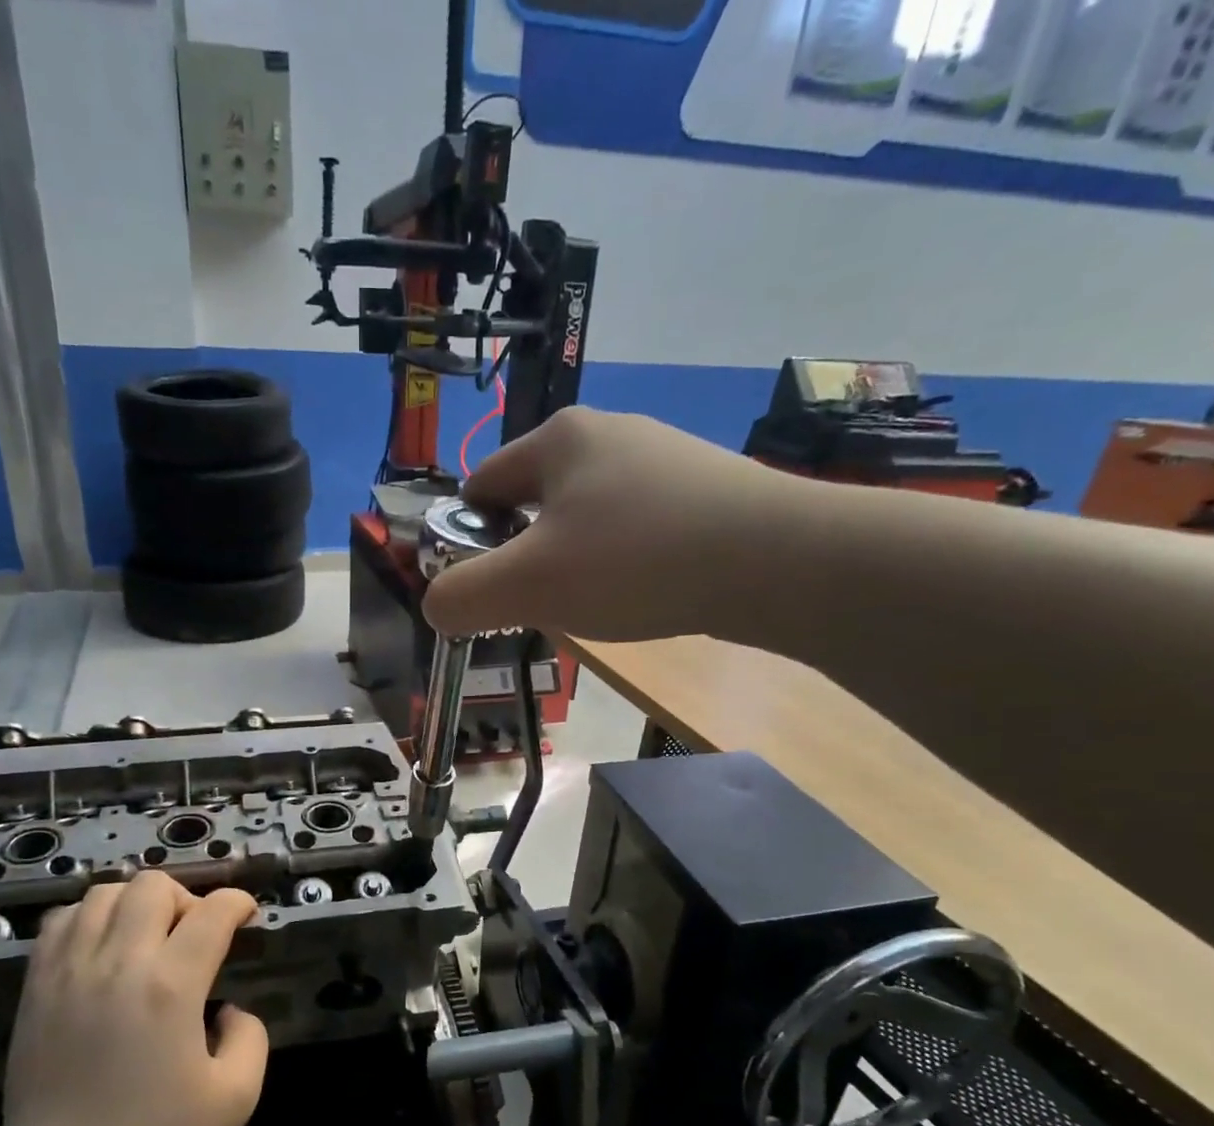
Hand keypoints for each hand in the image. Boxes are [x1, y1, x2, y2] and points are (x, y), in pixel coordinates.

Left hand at [0, 871, 265, 1125]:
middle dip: (187, 898)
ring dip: (137, 903)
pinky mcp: (36, 986)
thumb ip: (251, 1039)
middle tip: (195, 936)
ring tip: (147, 940)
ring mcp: (69, 970)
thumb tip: (230, 1009)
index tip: (247, 918)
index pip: (212, 912)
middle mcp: (119, 962)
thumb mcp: (236, 1100)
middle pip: (154, 886)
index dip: (239, 904)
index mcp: (171, 987)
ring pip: (104, 893)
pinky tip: (102, 950)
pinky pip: (61, 920)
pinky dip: (89, 918)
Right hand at [423, 407, 811, 641]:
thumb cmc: (635, 561)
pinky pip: (634, 527)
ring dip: (573, 562)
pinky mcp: (702, 488)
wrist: (778, 560)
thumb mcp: (527, 585)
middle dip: (524, 555)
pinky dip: (622, 562)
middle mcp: (609, 432)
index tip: (481, 586)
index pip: (482, 485)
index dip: (467, 538)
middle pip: (534, 502)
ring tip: (596, 605)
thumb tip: (436, 605)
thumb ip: (462, 596)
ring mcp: (662, 457)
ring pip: (585, 517)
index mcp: (558, 438)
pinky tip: (643, 592)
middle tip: (540, 604)